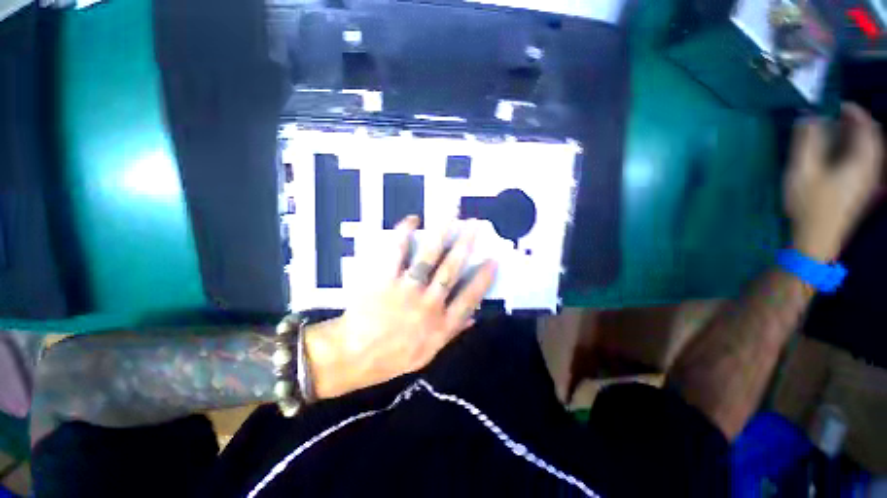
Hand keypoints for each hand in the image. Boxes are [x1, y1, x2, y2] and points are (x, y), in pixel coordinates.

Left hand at [306, 216, 497, 398]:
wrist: (354, 357)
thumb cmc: (392, 358)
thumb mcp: (428, 354)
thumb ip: (452, 333)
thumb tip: (474, 318)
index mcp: (441, 325)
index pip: (469, 298)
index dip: (483, 279)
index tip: (492, 260)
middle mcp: (428, 305)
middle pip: (451, 270)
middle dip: (465, 246)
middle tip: (474, 226)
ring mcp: (406, 290)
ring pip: (429, 258)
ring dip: (441, 235)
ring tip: (451, 216)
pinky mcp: (385, 280)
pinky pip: (397, 252)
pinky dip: (405, 234)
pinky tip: (412, 220)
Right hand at [785, 103, 883, 261]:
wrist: (817, 238)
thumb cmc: (810, 204)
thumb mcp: (803, 170)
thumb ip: (807, 142)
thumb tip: (808, 117)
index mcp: (862, 161)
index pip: (867, 127)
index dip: (855, 111)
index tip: (837, 104)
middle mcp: (871, 168)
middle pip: (873, 138)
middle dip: (857, 123)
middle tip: (837, 117)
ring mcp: (868, 182)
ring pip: (871, 151)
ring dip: (857, 137)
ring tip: (838, 133)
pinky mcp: (862, 191)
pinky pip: (867, 162)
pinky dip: (857, 151)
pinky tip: (842, 154)